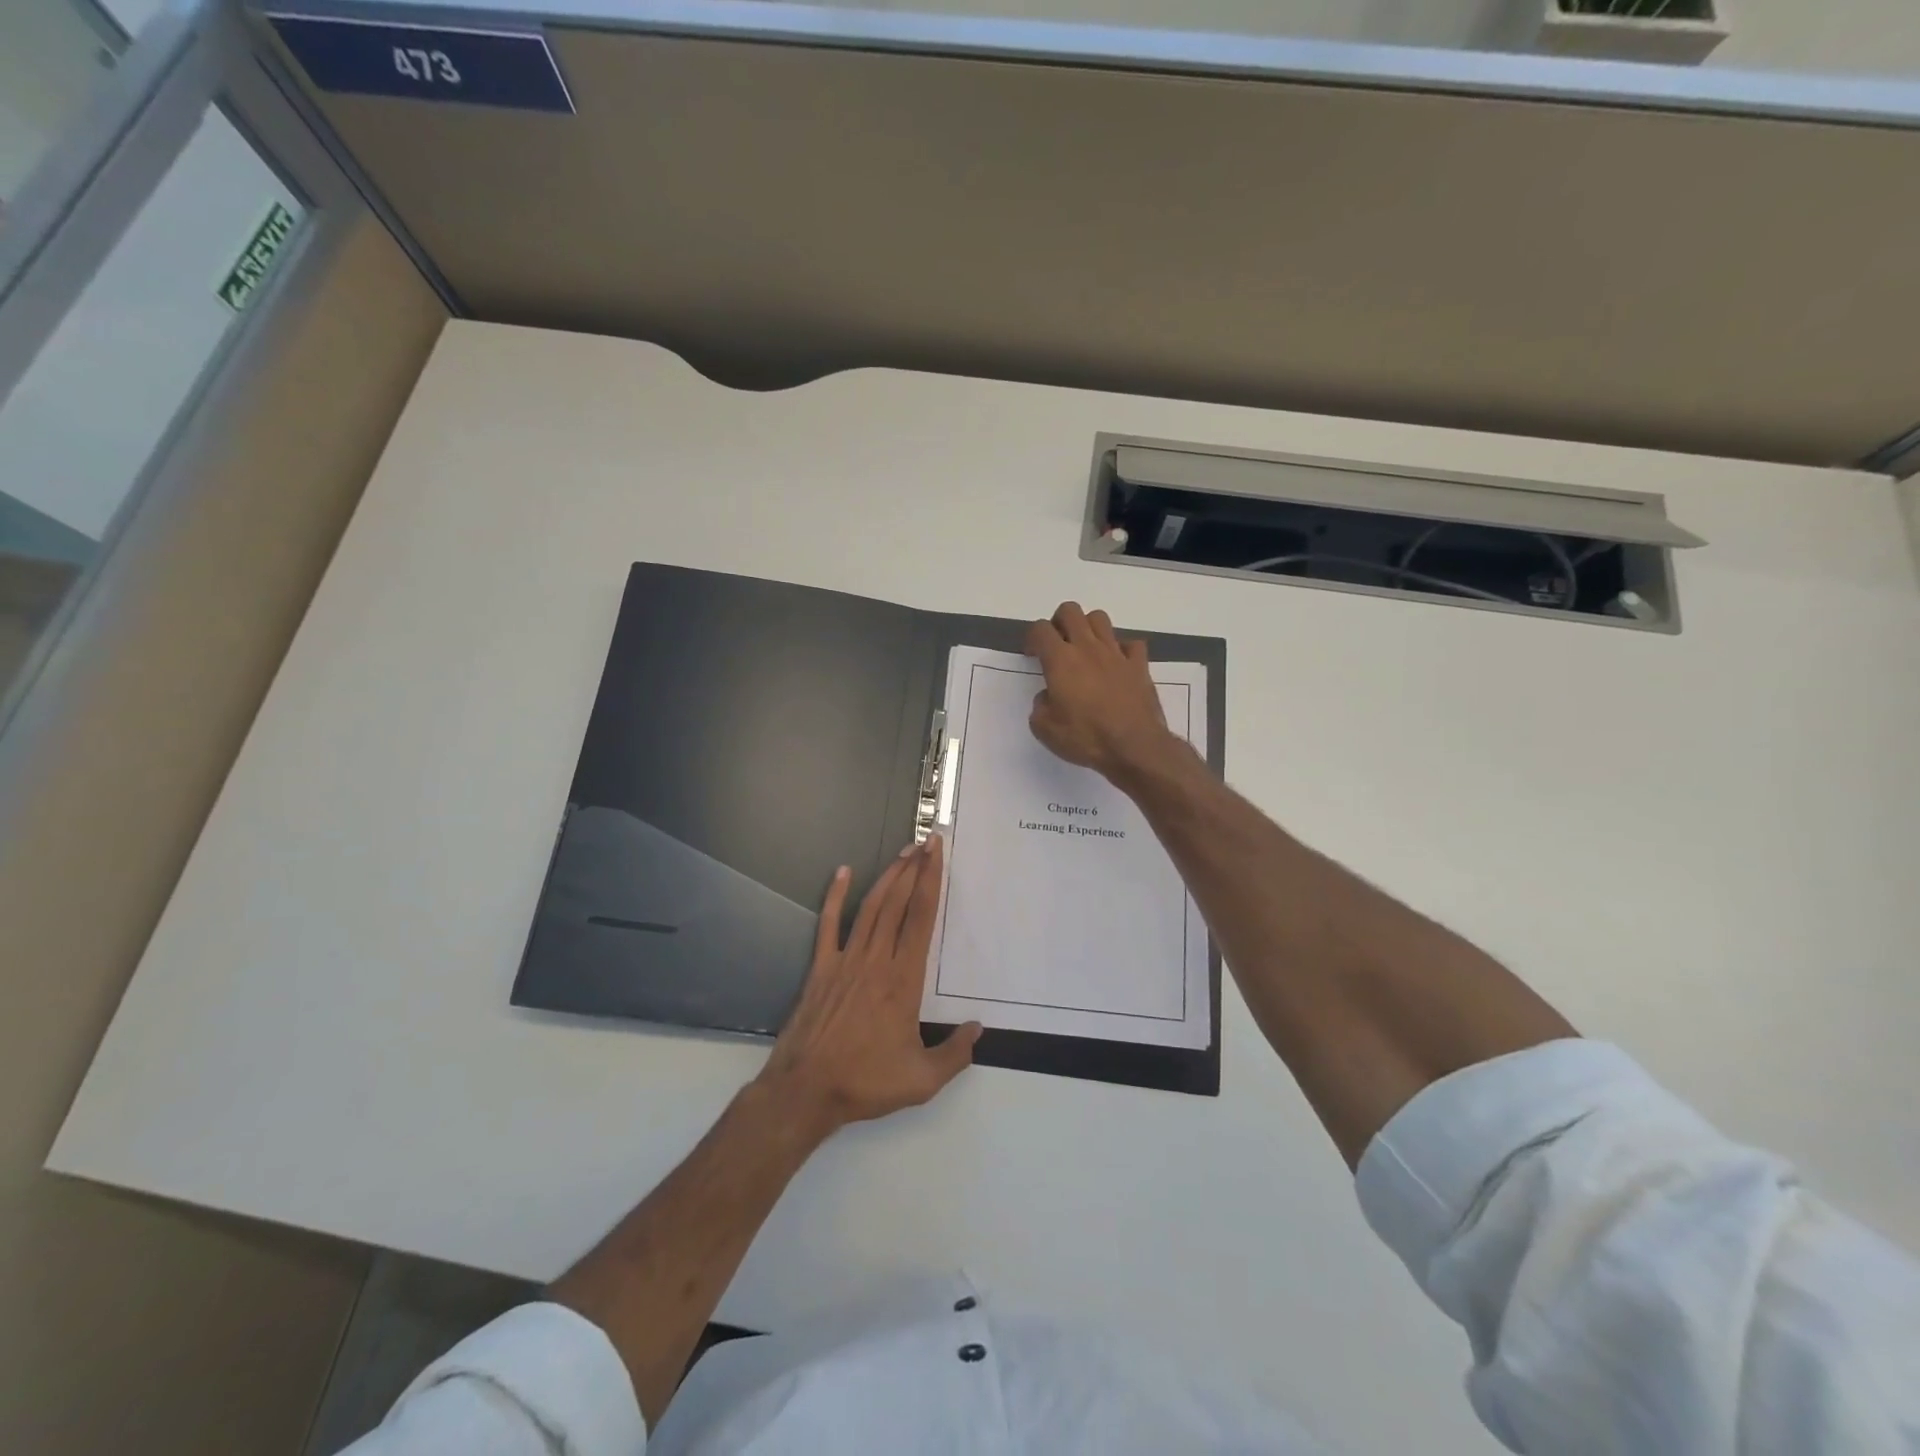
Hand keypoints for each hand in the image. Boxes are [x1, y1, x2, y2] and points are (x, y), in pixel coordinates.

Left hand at [757, 836, 980, 1137]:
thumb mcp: (922, 1080)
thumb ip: (955, 1054)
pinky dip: (835, 896)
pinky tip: (842, 872)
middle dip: (914, 869)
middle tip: (927, 842)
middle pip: (898, 903)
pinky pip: (829, 923)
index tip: (938, 854)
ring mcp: (846, 960)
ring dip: (888, 877)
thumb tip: (977, 1030)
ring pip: (871, 907)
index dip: (931, 881)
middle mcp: (876, 960)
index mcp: (903, 979)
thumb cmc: (865, 1082)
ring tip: (903, 853)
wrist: (805, 1090)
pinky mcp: (821, 967)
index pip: (921, 918)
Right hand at [1026, 602, 1181, 785]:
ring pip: (1100, 619)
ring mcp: (1116, 654)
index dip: (1032, 637)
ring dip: (1088, 628)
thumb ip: (1040, 706)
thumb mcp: (1045, 730)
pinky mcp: (1139, 665)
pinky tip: (1116, 664)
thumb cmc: (1086, 738)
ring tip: (1085, 649)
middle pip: (1070, 611)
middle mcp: (1088, 648)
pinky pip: (1131, 644)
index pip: (1041, 629)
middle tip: (1057, 644)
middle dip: (1059, 622)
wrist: (1134, 746)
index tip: (1032, 654)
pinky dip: (1122, 649)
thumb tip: (1048, 696)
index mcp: (1061, 660)